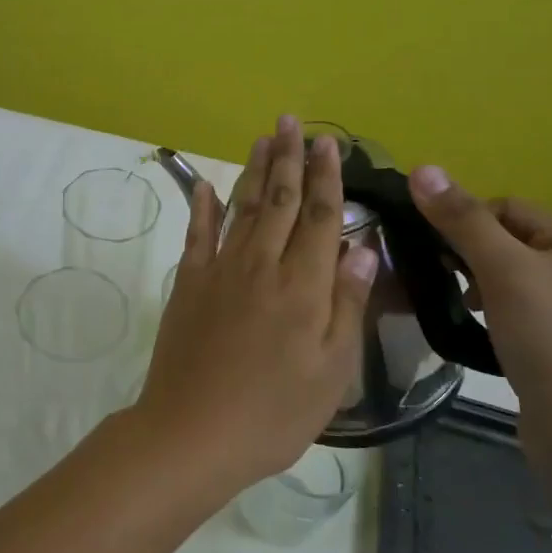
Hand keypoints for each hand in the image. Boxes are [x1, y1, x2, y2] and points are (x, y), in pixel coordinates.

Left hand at [135, 116, 379, 494]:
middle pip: (280, 201)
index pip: (321, 217)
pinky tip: (204, 183)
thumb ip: (346, 303)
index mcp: (303, 286)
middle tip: (290, 122)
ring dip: (254, 171)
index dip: (326, 177)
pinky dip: (201, 205)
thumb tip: (363, 246)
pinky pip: (197, 234)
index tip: (328, 143)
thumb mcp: (331, 370)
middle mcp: (262, 265)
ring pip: (243, 207)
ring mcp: (220, 270)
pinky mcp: (188, 283)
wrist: (193, 431)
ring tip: (262, 139)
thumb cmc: (274, 412)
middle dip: (289, 159)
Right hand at [407, 166, 551, 469]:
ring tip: (456, 304)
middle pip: (507, 241)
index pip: (507, 207)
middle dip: (467, 252)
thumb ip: (461, 219)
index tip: (433, 247)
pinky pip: (515, 310)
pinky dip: (489, 312)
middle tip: (438, 275)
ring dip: (474, 283)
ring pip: (507, 277)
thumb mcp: (502, 269)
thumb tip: (421, 168)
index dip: (465, 219)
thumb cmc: (550, 338)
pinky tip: (475, 330)